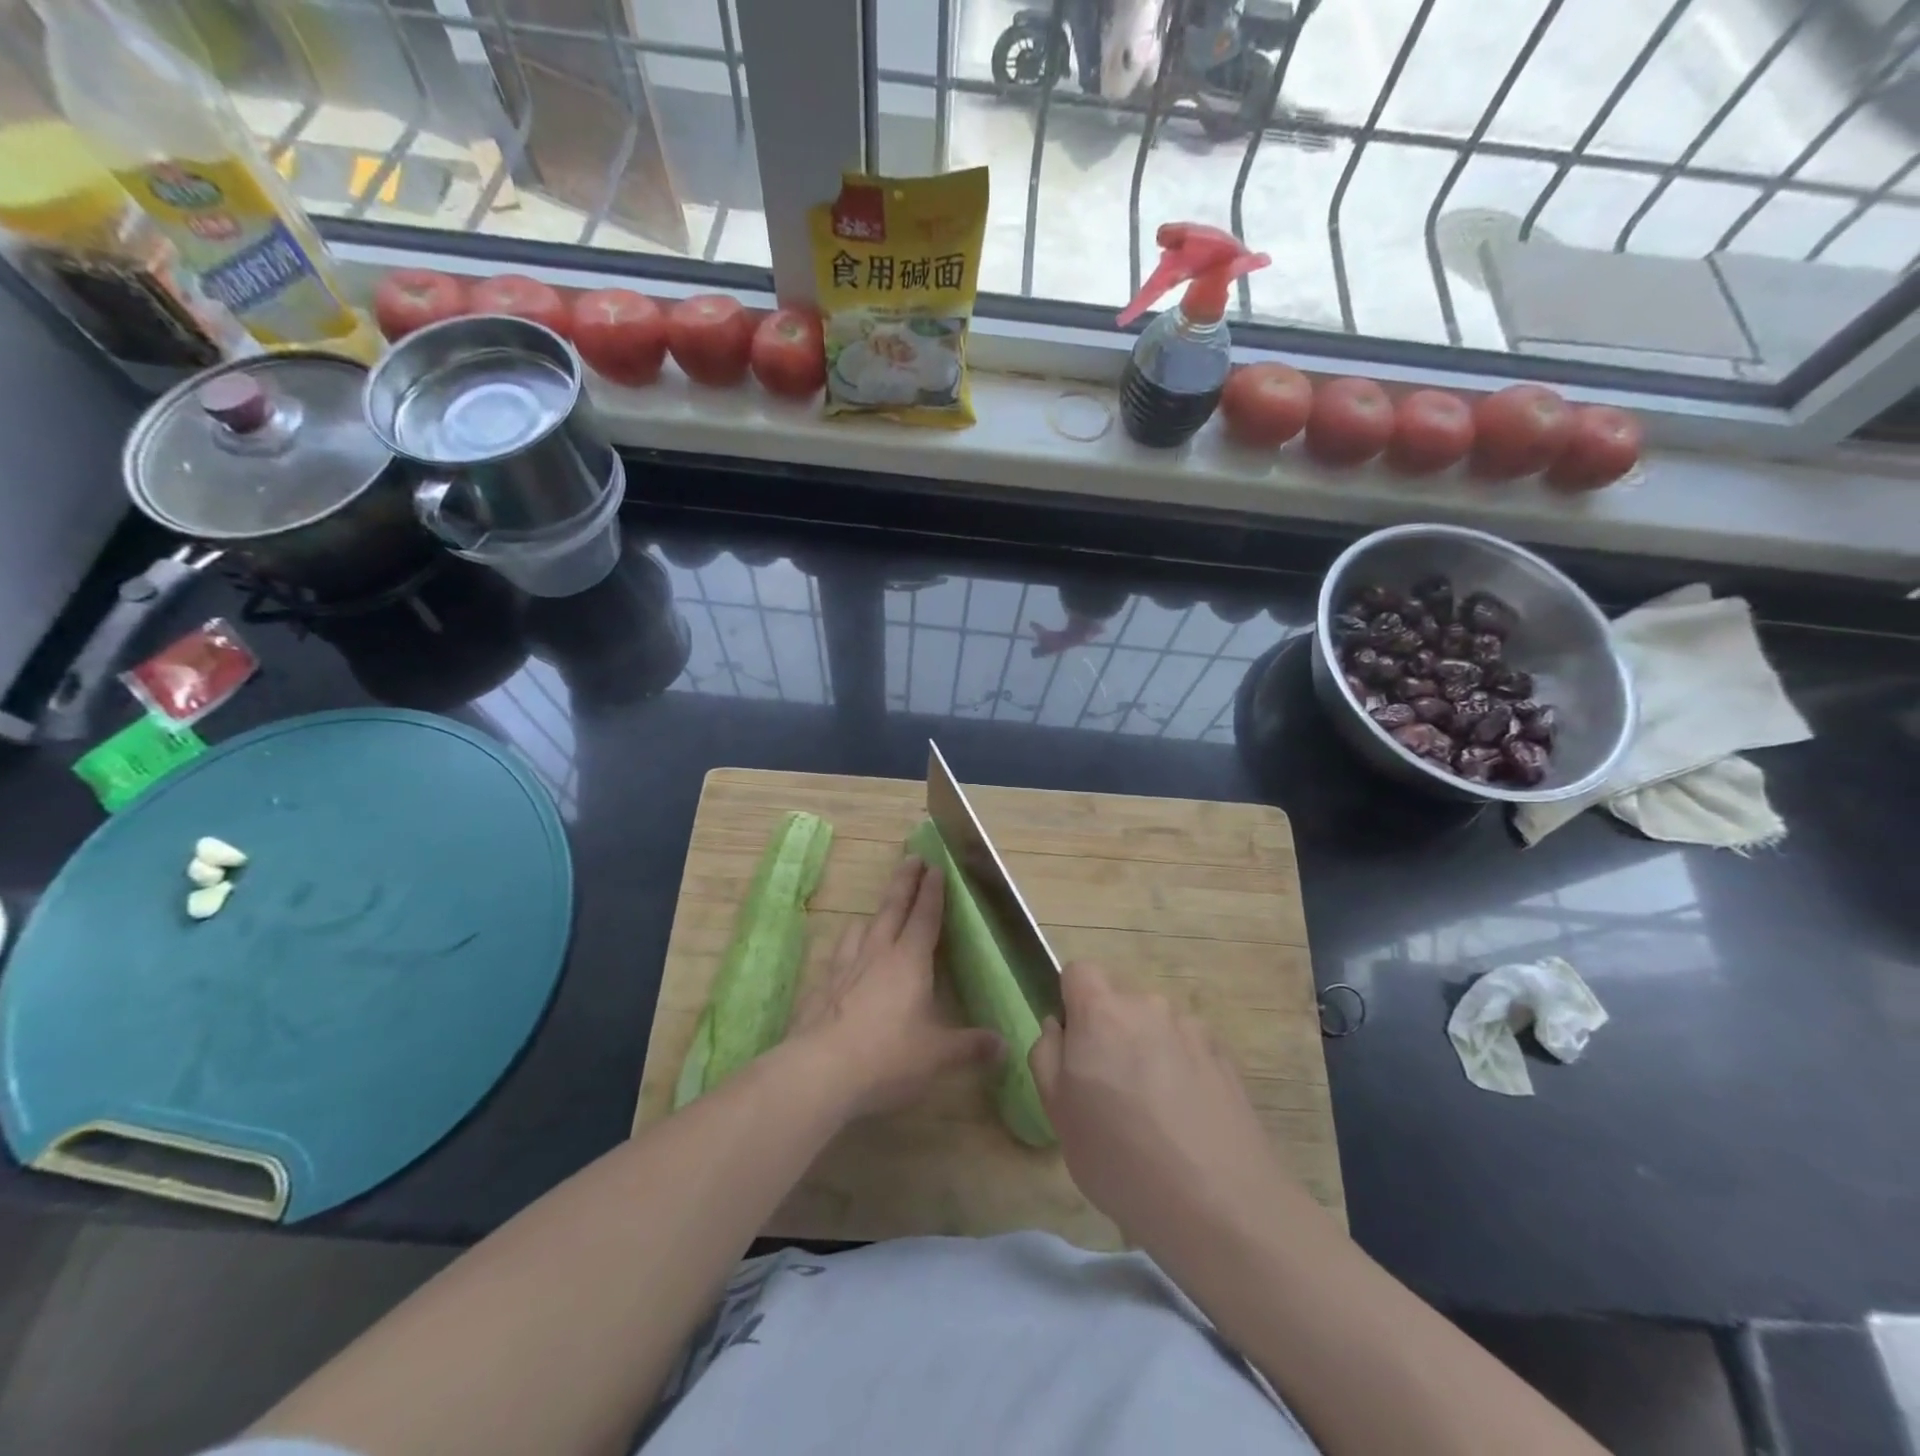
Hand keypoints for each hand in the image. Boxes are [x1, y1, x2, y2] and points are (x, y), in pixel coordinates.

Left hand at [789, 856, 1002, 1119]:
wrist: (818, 1072)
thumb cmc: (888, 1057)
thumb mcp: (938, 1056)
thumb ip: (970, 1047)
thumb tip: (1003, 1045)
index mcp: (909, 961)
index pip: (925, 917)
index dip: (933, 892)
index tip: (936, 867)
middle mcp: (876, 954)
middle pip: (892, 908)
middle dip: (905, 882)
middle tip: (911, 858)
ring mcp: (843, 968)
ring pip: (860, 928)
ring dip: (873, 915)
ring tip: (877, 913)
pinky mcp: (820, 988)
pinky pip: (837, 957)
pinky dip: (846, 949)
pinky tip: (844, 963)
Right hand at [1029, 961, 1291, 1253]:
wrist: (1219, 1204)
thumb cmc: (1119, 1157)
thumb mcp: (1057, 1112)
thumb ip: (1047, 1054)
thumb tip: (1058, 1027)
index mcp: (1102, 1012)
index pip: (1079, 971)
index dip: (1071, 1001)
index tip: (1074, 1046)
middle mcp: (1149, 1005)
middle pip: (1119, 1001)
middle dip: (1109, 1033)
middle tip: (1109, 1091)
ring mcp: (1192, 1029)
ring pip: (1155, 1027)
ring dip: (1147, 1052)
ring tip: (1154, 1115)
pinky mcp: (1225, 1057)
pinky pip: (1187, 1050)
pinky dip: (1180, 1071)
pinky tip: (1186, 1123)